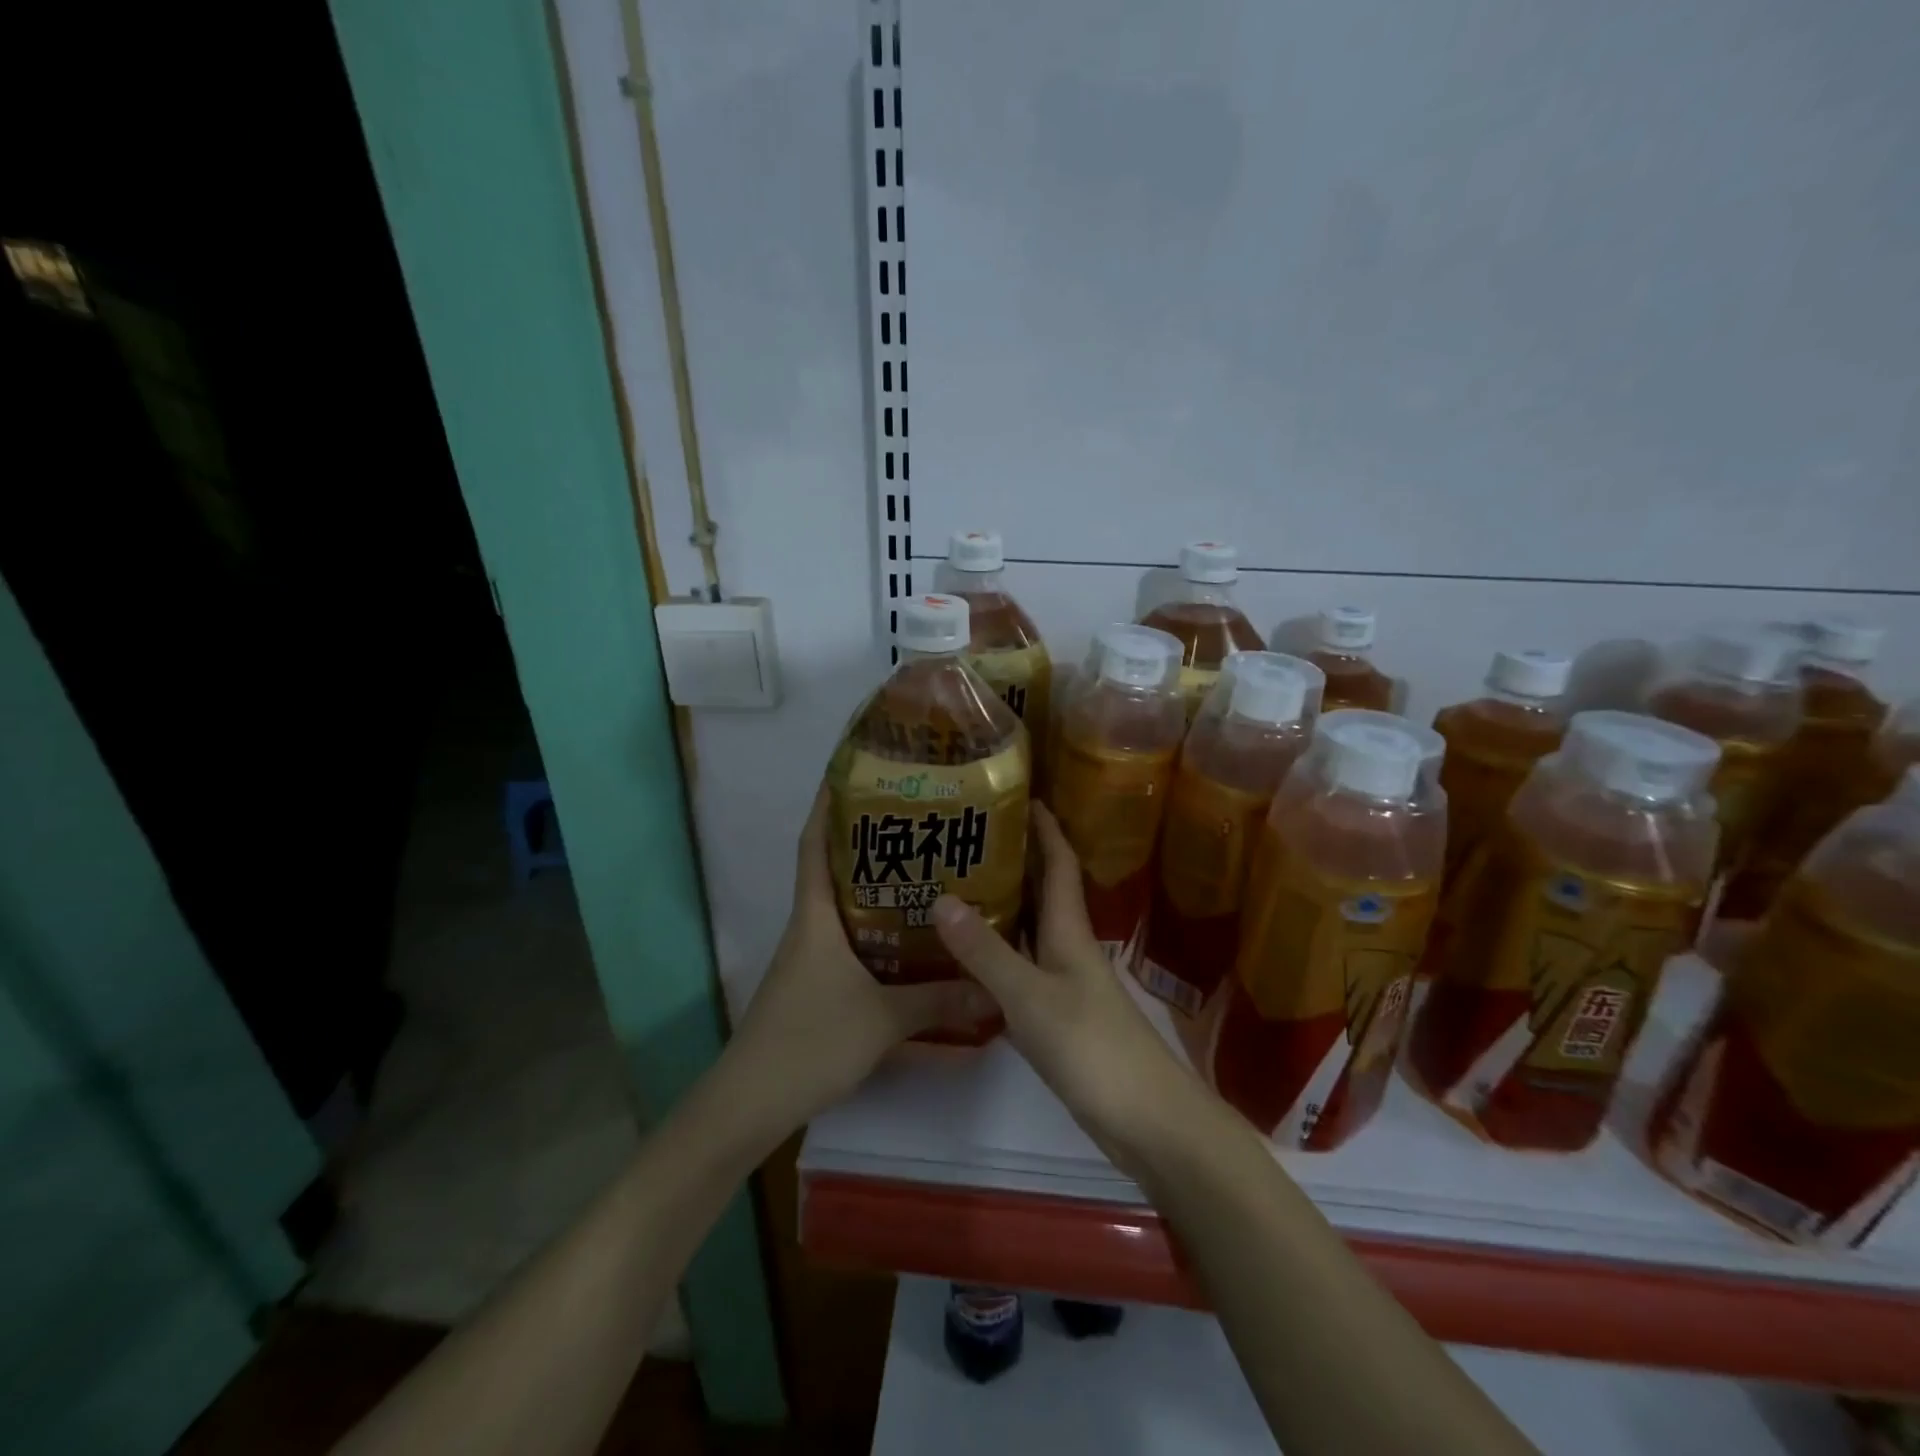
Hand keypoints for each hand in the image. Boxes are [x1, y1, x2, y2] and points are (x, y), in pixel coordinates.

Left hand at [727, 786, 994, 1133]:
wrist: (750, 1104)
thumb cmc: (809, 1042)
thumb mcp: (882, 1019)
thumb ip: (937, 1001)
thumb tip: (991, 988)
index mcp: (814, 917)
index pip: (814, 845)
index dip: (827, 806)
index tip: (853, 774)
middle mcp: (809, 929)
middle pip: (834, 871)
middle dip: (868, 844)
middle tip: (917, 823)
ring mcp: (809, 960)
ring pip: (845, 910)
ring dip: (876, 890)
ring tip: (924, 874)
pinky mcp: (815, 988)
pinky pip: (850, 945)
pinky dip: (876, 935)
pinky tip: (910, 944)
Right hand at [931, 804, 1198, 1172]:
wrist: (1147, 1121)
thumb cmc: (1093, 1048)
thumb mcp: (1031, 997)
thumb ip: (986, 952)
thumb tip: (940, 897)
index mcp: (1070, 930)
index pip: (1060, 863)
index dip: (1045, 827)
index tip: (1022, 795)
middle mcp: (1069, 947)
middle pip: (1044, 891)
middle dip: (1016, 858)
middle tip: (967, 836)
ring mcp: (1066, 983)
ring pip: (1031, 929)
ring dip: (1003, 905)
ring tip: (956, 885)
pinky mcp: (1059, 1016)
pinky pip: (1023, 967)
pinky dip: (998, 953)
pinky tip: (969, 957)